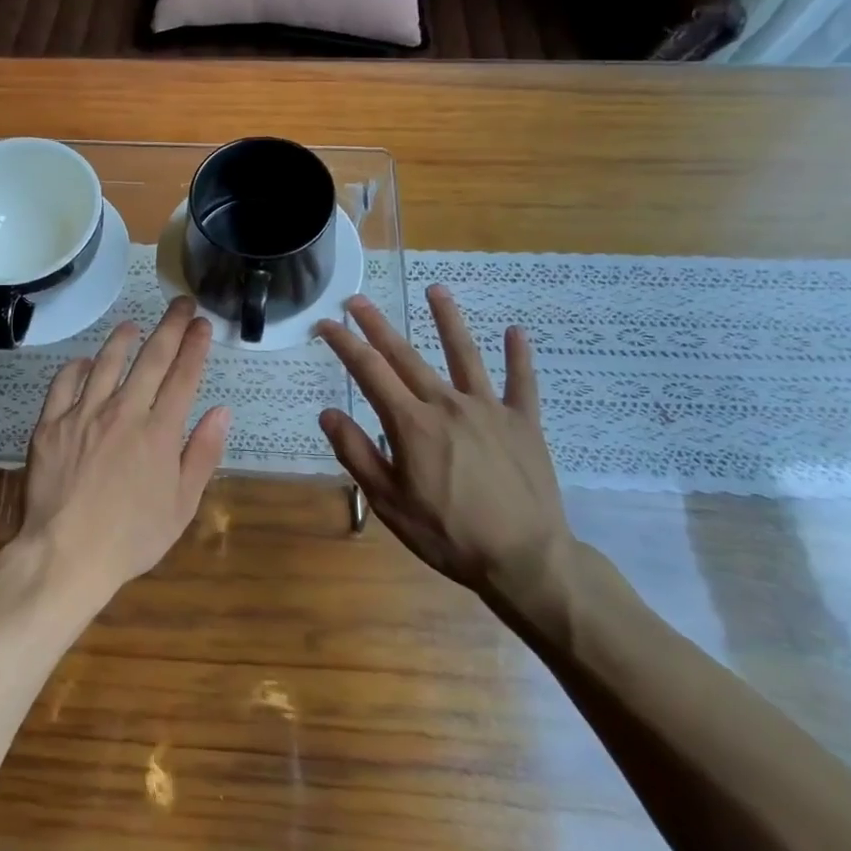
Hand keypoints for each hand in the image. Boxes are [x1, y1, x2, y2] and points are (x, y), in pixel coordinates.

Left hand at [20, 297, 231, 602]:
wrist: (66, 555)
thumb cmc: (131, 537)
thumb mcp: (182, 505)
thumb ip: (203, 454)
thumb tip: (221, 411)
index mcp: (159, 432)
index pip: (183, 376)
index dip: (195, 346)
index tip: (203, 324)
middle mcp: (123, 412)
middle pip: (151, 358)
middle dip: (170, 326)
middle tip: (181, 304)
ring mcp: (83, 414)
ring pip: (106, 362)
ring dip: (124, 339)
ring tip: (135, 325)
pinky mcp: (50, 424)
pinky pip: (64, 383)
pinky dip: (77, 367)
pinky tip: (86, 361)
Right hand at [315, 288, 574, 617]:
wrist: (526, 560)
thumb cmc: (448, 535)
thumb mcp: (388, 502)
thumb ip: (357, 454)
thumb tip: (328, 413)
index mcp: (411, 424)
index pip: (369, 372)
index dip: (344, 344)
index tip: (325, 324)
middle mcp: (447, 404)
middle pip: (406, 355)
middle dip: (378, 325)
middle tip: (357, 300)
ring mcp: (489, 409)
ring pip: (465, 354)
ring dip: (448, 320)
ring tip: (436, 290)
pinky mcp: (524, 422)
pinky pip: (522, 383)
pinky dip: (519, 356)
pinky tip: (516, 331)